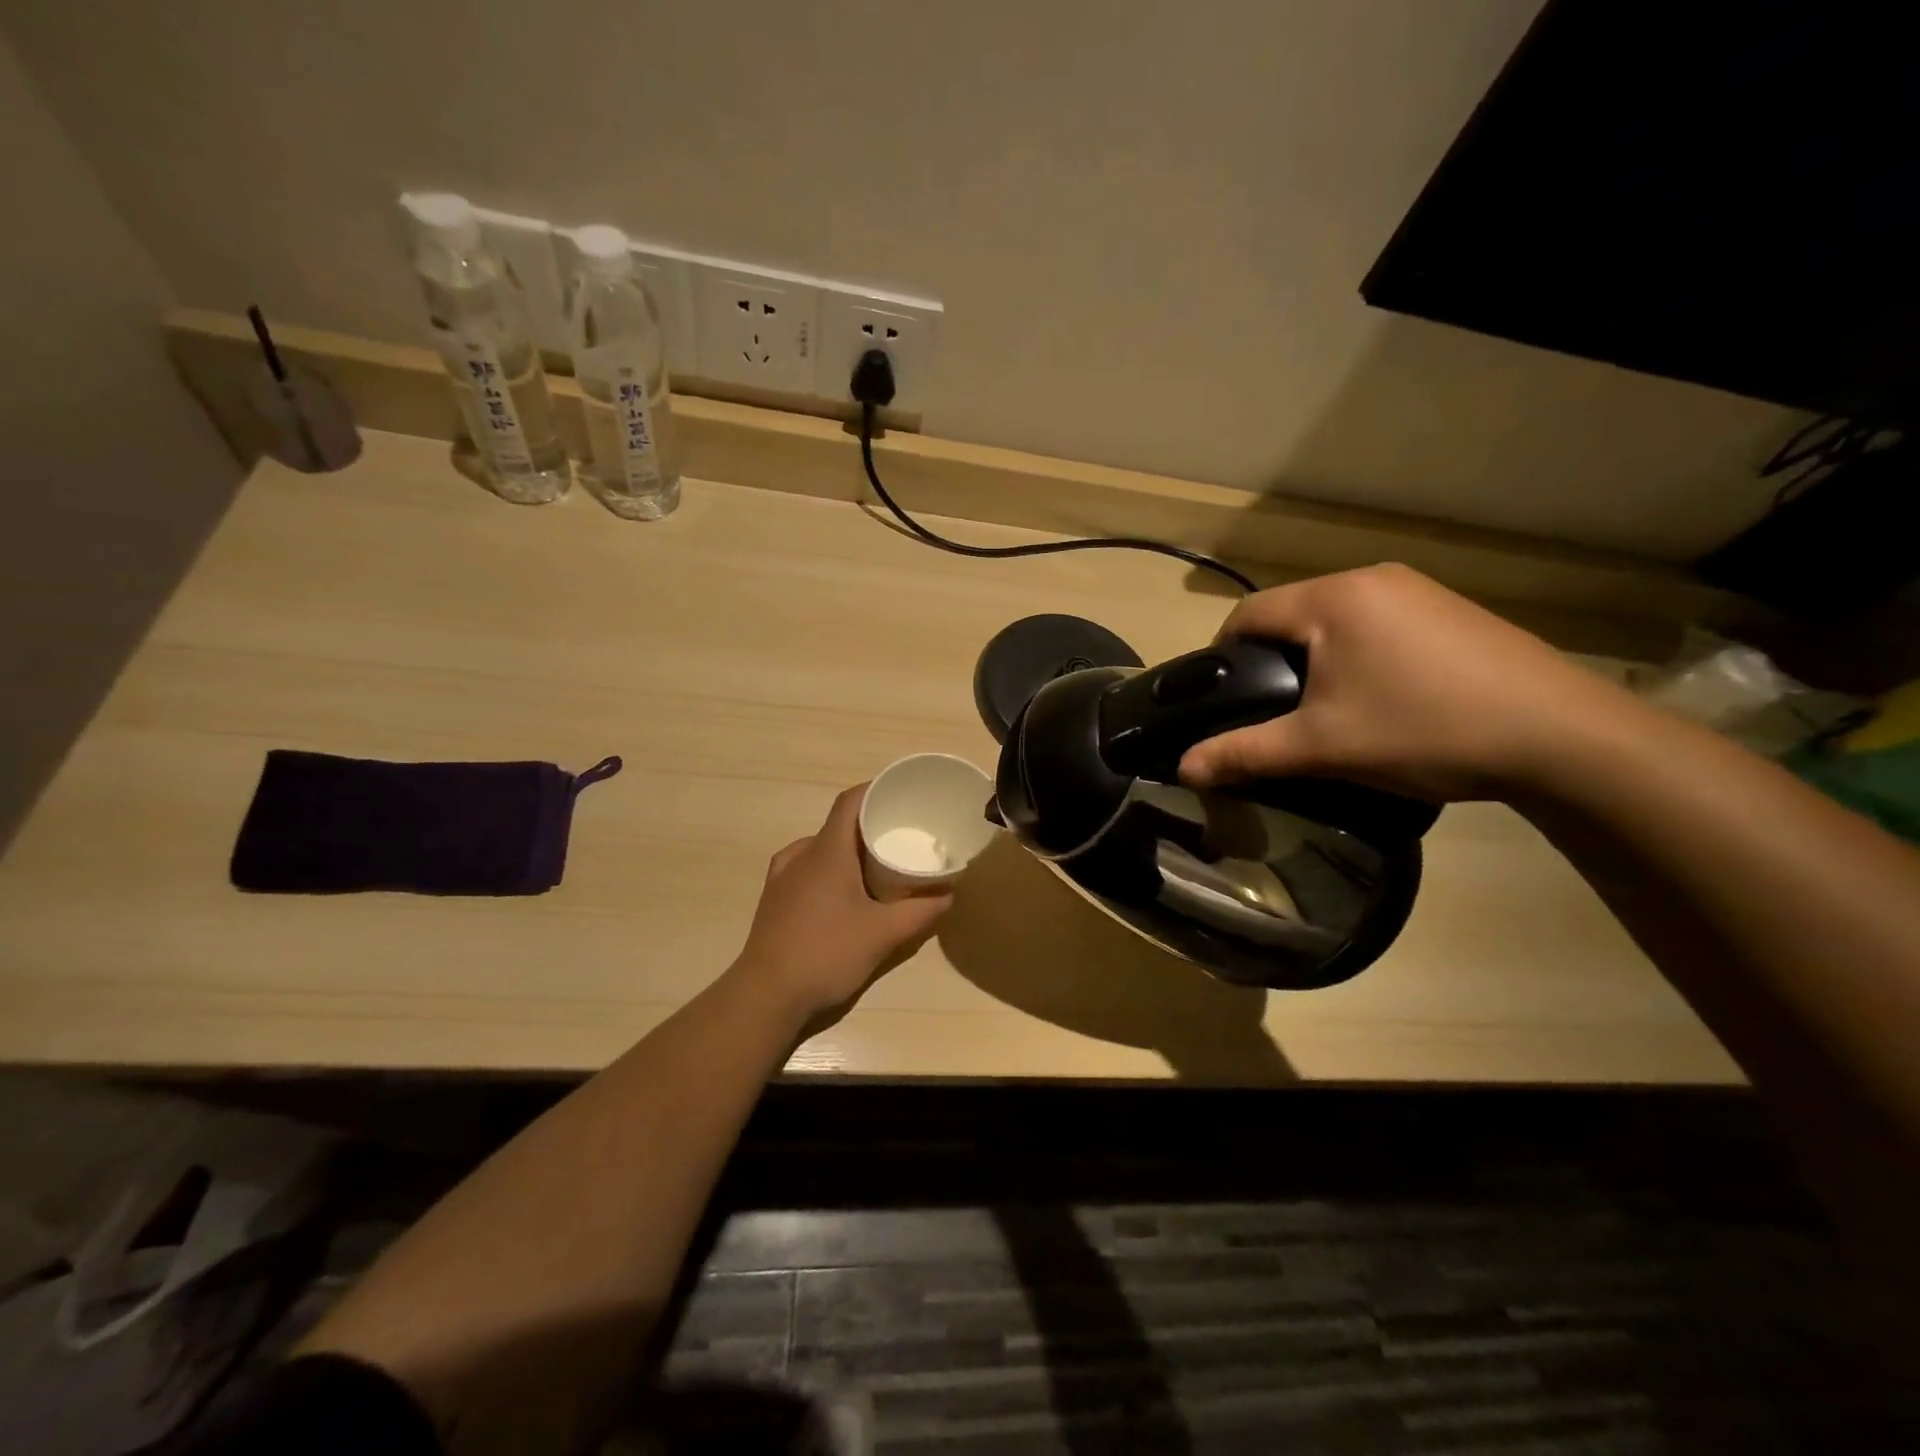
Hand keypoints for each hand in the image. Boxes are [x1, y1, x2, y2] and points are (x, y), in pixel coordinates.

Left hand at [731, 784, 952, 1022]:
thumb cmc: (826, 954)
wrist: (765, 996)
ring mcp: (782, 877)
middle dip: (871, 826)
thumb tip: (949, 894)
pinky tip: (847, 895)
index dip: (876, 790)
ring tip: (879, 867)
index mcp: (826, 851)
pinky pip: (808, 869)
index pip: (850, 801)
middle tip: (903, 837)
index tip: (903, 795)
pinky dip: (832, 870)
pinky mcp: (775, 900)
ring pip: (822, 848)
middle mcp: (800, 855)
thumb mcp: (884, 934)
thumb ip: (921, 912)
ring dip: (850, 851)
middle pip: (839, 825)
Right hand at [1178, 564, 1632, 801]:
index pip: (1248, 612)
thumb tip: (1183, 769)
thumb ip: (1246, 753)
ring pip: (1334, 619)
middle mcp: (1372, 579)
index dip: (1221, 654)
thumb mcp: (1323, 747)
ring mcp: (1418, 590)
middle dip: (1269, 658)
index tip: (1222, 699)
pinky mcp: (1450, 610)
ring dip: (1314, 656)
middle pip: (1290, 613)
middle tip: (1271, 712)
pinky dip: (1356, 653)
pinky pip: (1376, 623)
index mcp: (1333, 599)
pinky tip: (1379, 696)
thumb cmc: (1425, 731)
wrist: (1563, 738)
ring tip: (1323, 708)